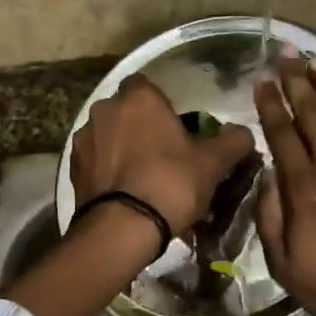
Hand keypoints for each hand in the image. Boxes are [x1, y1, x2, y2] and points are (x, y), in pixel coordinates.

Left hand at [70, 75, 256, 237]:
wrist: (121, 229)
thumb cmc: (171, 184)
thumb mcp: (213, 163)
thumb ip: (233, 141)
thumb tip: (243, 133)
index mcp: (139, 97)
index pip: (148, 85)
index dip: (162, 105)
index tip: (177, 128)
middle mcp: (105, 108)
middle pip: (127, 110)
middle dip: (141, 125)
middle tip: (163, 153)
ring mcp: (84, 138)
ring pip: (109, 135)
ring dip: (122, 147)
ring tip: (142, 177)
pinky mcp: (72, 167)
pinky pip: (96, 160)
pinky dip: (108, 169)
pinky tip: (124, 192)